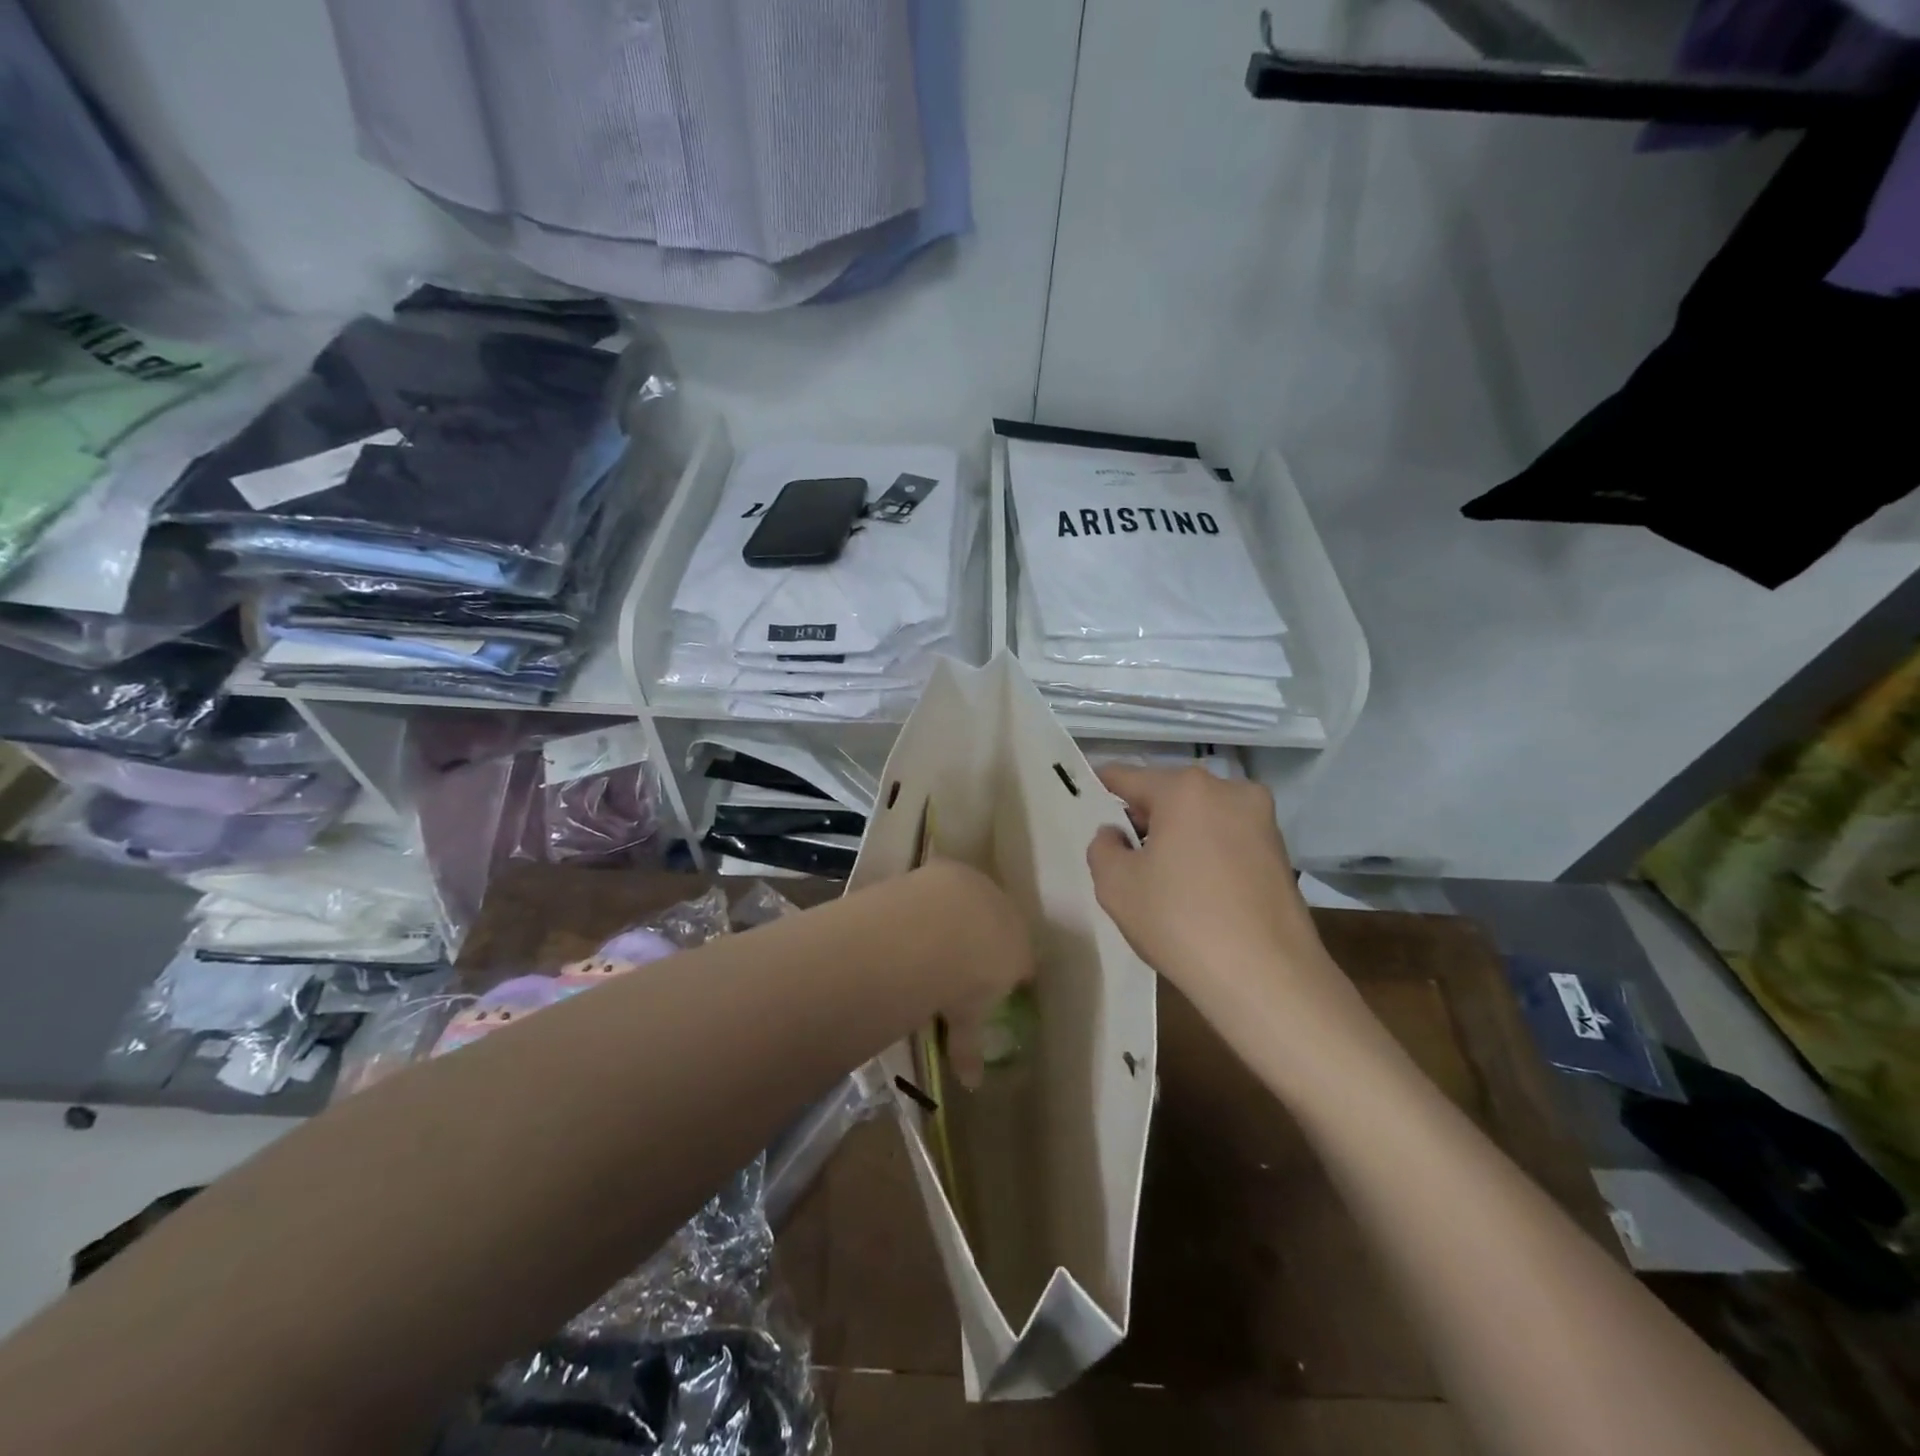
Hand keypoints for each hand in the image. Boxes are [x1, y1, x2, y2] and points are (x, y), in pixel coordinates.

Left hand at [910, 860, 1033, 1089]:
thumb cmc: (963, 980)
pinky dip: (936, 896)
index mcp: (1020, 953)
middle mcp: (1008, 916)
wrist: (943, 926)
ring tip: (936, 930)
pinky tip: (916, 910)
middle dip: (986, 940)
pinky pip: (949, 884)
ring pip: (977, 902)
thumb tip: (972, 1083)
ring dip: (962, 913)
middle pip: (1002, 927)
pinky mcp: (953, 869)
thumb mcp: (966, 1019)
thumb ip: (969, 1047)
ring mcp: (981, 888)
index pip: (1022, 964)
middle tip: (961, 957)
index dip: (1007, 975)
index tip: (991, 985)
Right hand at [1087, 766, 1337, 1021]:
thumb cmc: (1180, 921)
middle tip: (1123, 852)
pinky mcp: (1280, 852)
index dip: (1102, 787)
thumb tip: (1116, 834)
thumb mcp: (1115, 885)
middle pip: (1169, 794)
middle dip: (1144, 817)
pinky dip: (1206, 853)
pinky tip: (1196, 891)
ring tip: (1162, 878)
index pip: (1128, 776)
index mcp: (1185, 788)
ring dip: (1178, 835)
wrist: (1266, 978)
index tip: (1087, 800)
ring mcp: (1261, 820)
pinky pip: (1227, 839)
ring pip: (1201, 816)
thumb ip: (1103, 846)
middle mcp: (1228, 790)